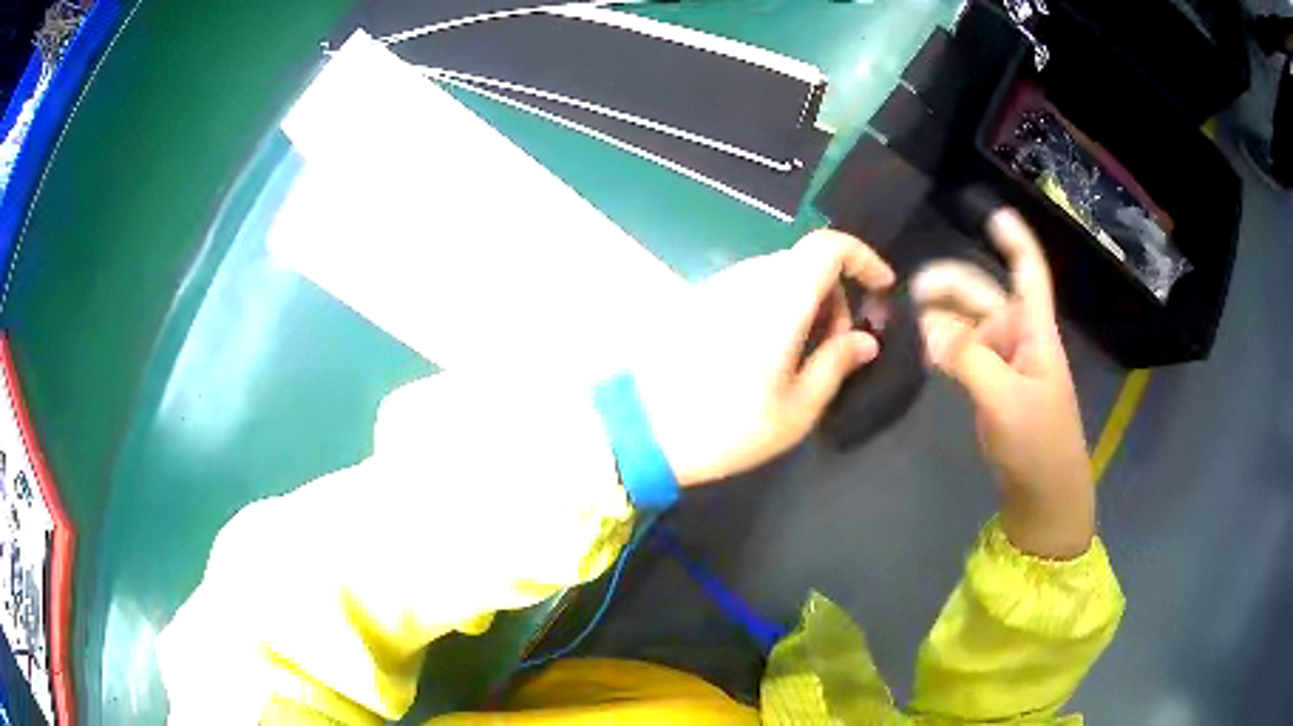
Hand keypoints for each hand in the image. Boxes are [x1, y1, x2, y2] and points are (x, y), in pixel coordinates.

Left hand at [635, 230, 894, 486]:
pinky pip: (751, 288)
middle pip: (806, 263)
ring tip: (803, 357)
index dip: (863, 257)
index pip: (829, 246)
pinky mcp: (697, 301)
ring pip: (778, 275)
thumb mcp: (797, 408)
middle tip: (839, 346)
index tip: (882, 288)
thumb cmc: (728, 427)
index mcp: (780, 298)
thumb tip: (866, 341)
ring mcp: (718, 286)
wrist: (642, 431)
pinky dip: (775, 307)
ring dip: (805, 303)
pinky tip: (768, 353)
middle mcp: (748, 279)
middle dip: (835, 295)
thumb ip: (837, 364)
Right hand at [912, 210, 1093, 558]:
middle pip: (985, 295)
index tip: (993, 214)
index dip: (1015, 242)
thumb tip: (929, 327)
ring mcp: (1004, 363)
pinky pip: (964, 353)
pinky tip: (926, 348)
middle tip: (913, 289)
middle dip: (952, 286)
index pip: (1028, 274)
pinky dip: (945, 346)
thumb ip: (968, 358)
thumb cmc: (1037, 442)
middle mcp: (1019, 338)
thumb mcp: (1004, 398)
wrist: (1042, 492)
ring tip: (912, 318)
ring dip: (944, 317)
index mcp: (1035, 332)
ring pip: (970, 324)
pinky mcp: (990, 386)